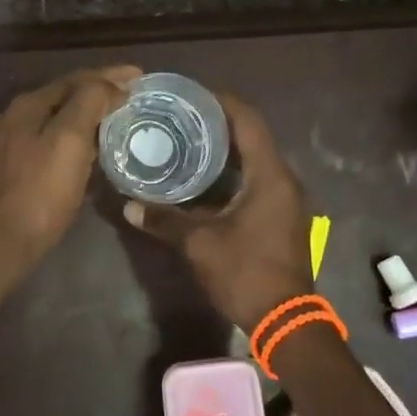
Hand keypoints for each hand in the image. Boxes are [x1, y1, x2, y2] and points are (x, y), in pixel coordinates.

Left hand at [0, 66, 140, 278]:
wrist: (2, 242)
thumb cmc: (41, 191)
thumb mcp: (69, 140)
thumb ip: (89, 102)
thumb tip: (110, 85)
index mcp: (28, 105)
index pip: (76, 78)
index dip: (110, 74)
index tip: (141, 76)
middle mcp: (15, 116)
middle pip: (66, 95)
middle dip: (100, 90)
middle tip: (133, 94)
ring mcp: (12, 143)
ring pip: (58, 117)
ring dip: (89, 113)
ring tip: (119, 116)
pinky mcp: (15, 168)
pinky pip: (52, 139)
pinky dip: (77, 135)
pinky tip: (92, 146)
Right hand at [122, 92, 311, 331]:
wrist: (286, 321)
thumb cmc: (246, 273)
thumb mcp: (200, 244)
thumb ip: (165, 220)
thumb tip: (129, 205)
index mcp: (270, 176)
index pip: (249, 121)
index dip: (223, 101)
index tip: (193, 94)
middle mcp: (284, 180)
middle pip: (253, 136)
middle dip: (219, 123)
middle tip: (183, 117)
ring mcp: (287, 199)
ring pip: (256, 159)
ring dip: (227, 149)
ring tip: (189, 141)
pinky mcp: (282, 216)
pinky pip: (258, 179)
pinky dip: (234, 171)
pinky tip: (206, 179)